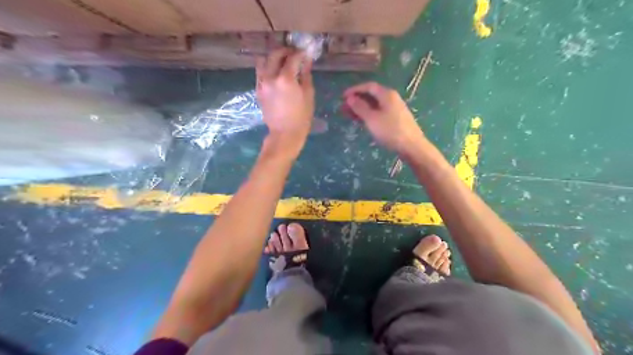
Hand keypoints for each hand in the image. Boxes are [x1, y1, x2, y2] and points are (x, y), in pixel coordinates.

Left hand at [256, 48, 313, 154]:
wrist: (285, 133)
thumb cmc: (301, 117)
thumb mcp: (308, 95)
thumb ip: (306, 75)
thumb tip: (306, 61)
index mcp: (286, 78)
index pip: (293, 57)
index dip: (300, 53)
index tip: (306, 53)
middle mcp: (271, 77)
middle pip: (275, 54)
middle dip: (286, 51)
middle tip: (294, 54)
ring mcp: (262, 83)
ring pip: (263, 61)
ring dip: (273, 58)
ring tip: (282, 62)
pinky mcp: (258, 90)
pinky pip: (260, 72)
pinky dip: (267, 68)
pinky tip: (275, 73)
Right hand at [341, 82, 424, 154]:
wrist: (412, 146)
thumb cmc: (390, 131)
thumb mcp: (371, 119)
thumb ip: (360, 107)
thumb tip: (350, 98)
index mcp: (387, 94)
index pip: (368, 86)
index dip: (354, 90)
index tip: (342, 97)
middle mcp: (392, 98)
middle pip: (372, 95)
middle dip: (357, 100)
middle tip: (344, 108)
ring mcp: (395, 109)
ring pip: (375, 105)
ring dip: (362, 108)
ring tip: (349, 115)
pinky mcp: (396, 119)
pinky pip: (379, 112)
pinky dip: (369, 114)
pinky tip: (362, 121)